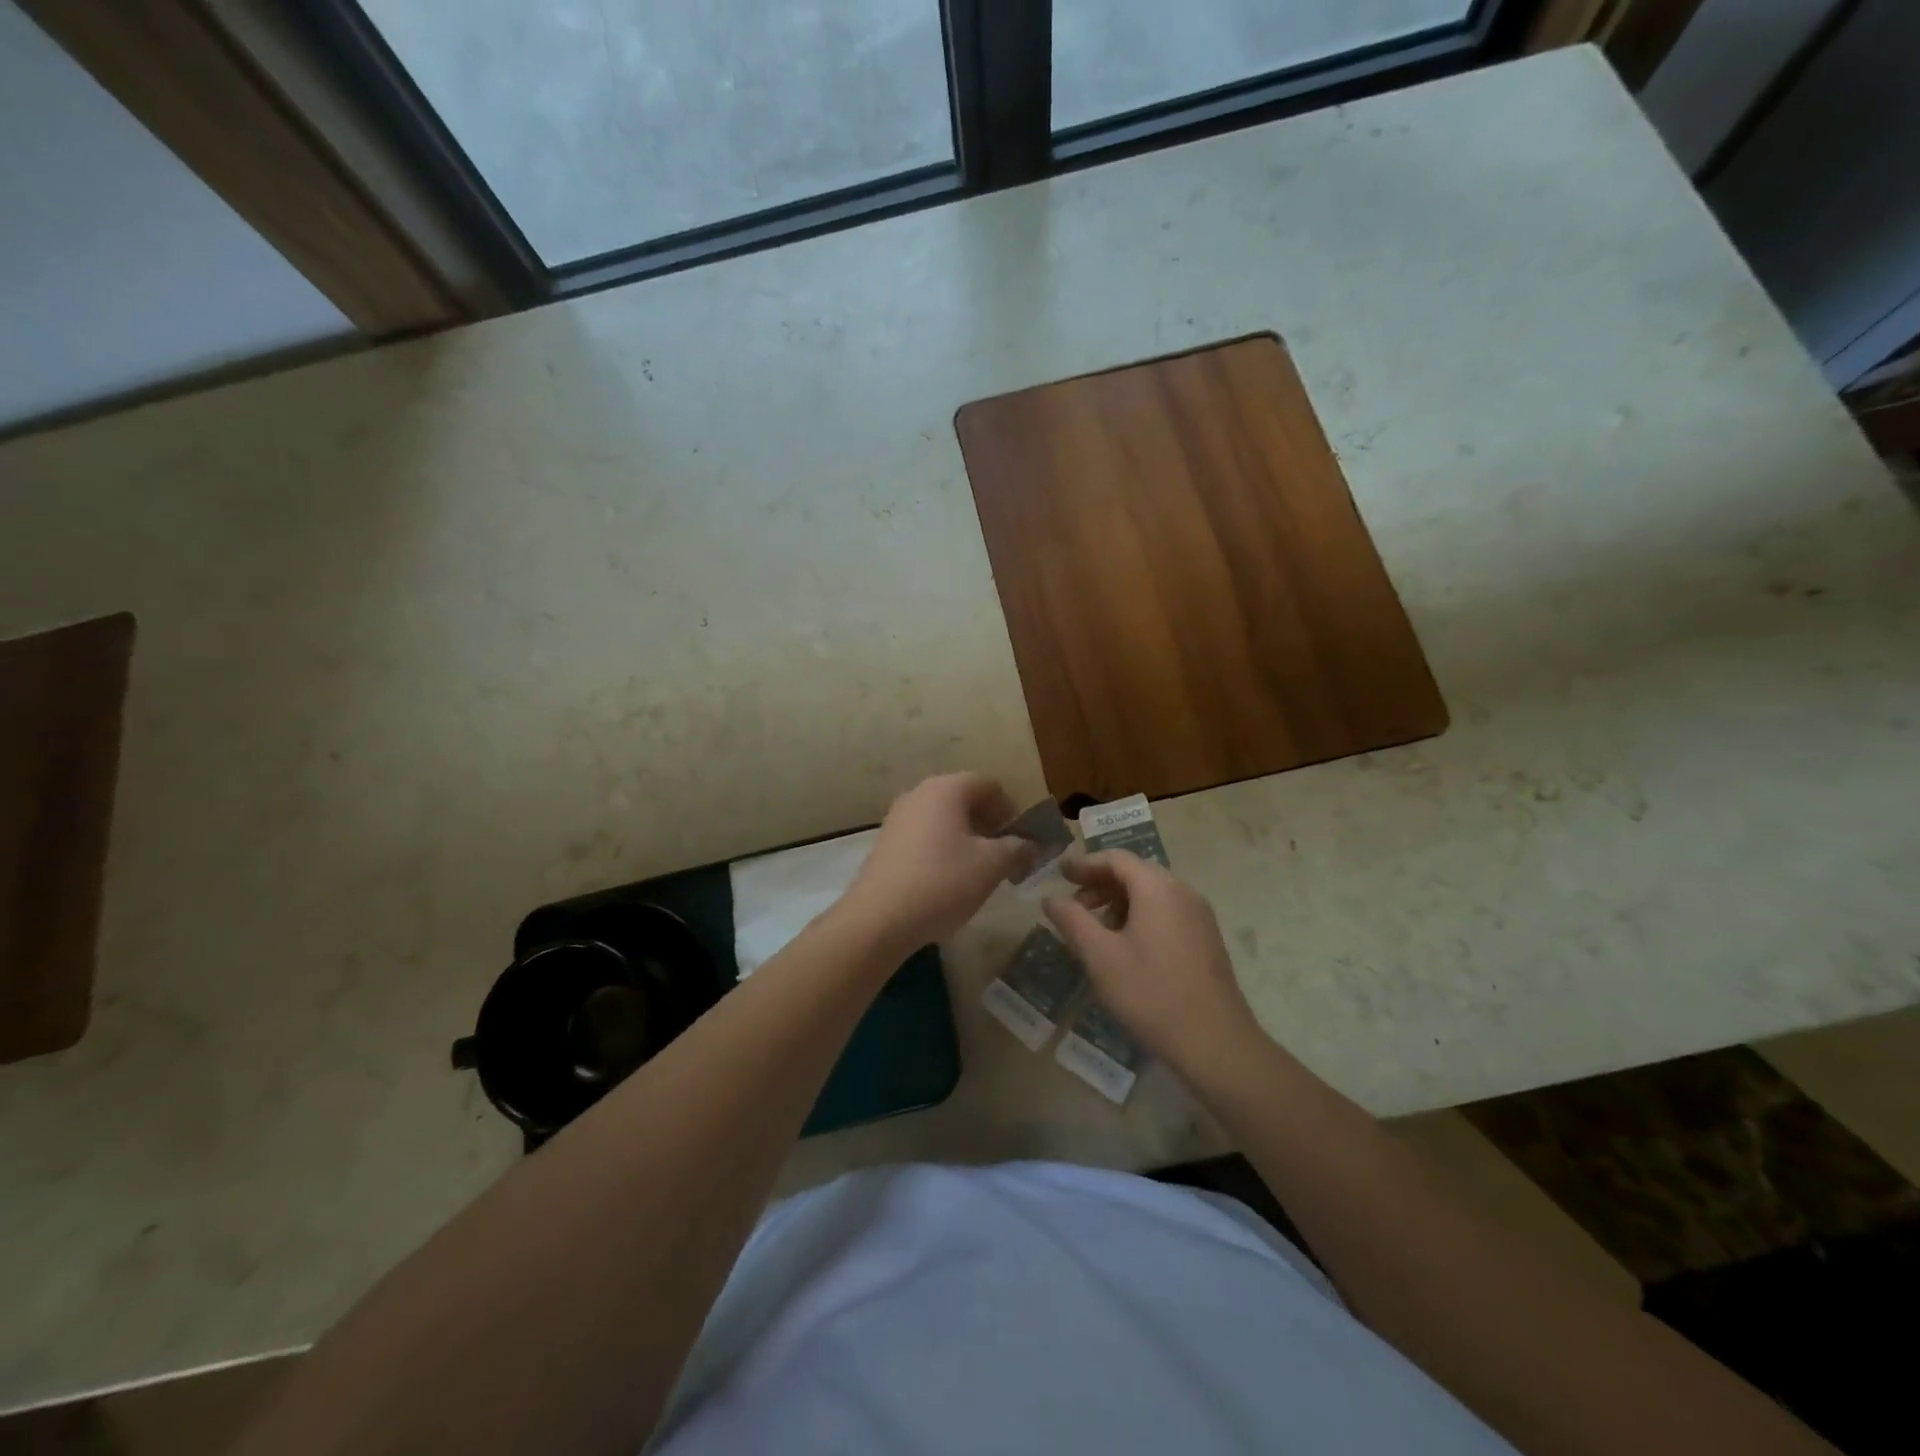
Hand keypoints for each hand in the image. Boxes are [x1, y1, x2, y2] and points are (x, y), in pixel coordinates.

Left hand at [841, 773, 1027, 951]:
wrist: (880, 918)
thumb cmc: (943, 882)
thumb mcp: (992, 866)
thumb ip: (1017, 848)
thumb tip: (1030, 844)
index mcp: (946, 788)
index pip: (989, 785)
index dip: (1011, 809)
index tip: (1021, 840)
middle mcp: (919, 793)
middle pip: (964, 798)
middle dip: (989, 823)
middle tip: (1004, 855)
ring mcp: (898, 816)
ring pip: (943, 817)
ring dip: (966, 836)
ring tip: (978, 869)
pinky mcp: (886, 842)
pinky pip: (924, 834)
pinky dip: (942, 847)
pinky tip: (947, 879)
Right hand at [1044, 851, 1261, 1073]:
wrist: (1216, 1042)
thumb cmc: (1151, 994)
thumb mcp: (1101, 957)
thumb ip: (1073, 921)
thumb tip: (1051, 899)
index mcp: (1157, 888)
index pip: (1116, 859)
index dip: (1085, 863)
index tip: (1060, 874)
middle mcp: (1182, 891)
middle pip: (1135, 872)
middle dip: (1101, 883)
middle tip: (1074, 904)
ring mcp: (1199, 915)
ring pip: (1152, 892)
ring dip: (1119, 901)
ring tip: (1096, 928)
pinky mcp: (1206, 937)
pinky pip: (1167, 910)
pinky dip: (1140, 914)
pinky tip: (1126, 945)